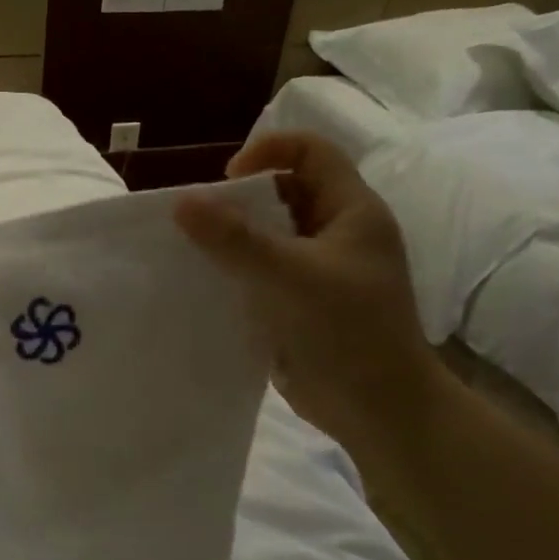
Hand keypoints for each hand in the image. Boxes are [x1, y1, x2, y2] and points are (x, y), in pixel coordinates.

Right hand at [175, 133, 445, 458]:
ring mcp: (317, 271)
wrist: (377, 409)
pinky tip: (204, 284)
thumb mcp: (291, 276)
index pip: (311, 152)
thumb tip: (181, 202)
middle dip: (239, 201)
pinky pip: (260, 274)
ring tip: (192, 252)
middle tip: (198, 222)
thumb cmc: (347, 331)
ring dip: (231, 240)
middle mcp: (335, 234)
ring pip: (268, 237)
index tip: (226, 180)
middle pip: (283, 193)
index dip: (268, 151)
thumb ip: (235, 239)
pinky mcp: (298, 303)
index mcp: (351, 211)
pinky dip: (234, 273)